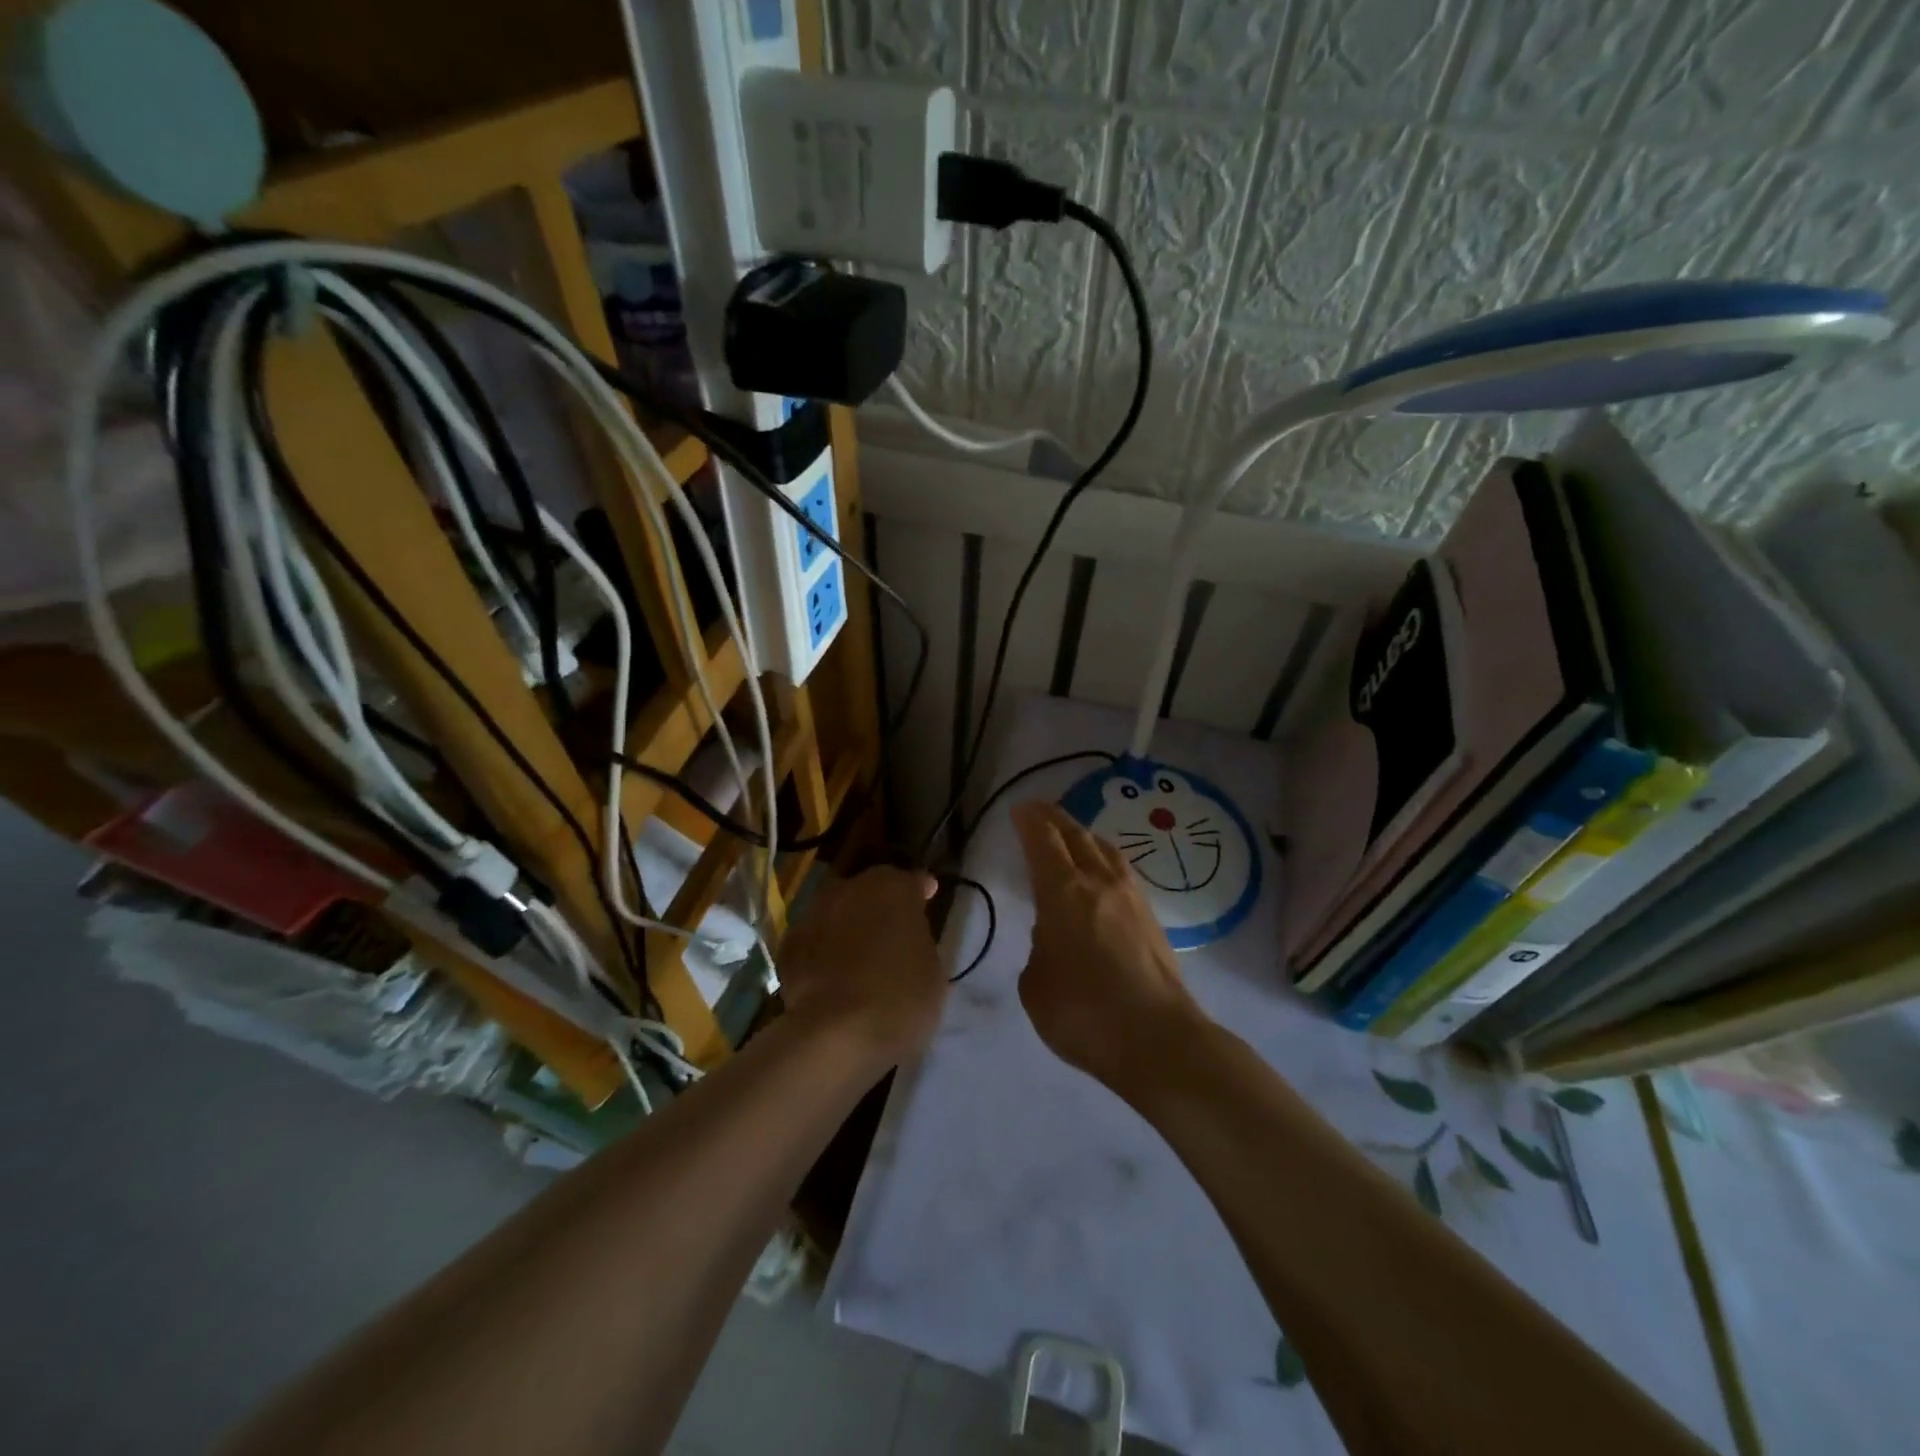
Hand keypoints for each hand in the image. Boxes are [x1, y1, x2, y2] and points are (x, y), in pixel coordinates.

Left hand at [778, 866, 945, 1062]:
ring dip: (848, 925)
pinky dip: (823, 950)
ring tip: (858, 952)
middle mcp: (850, 889)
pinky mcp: (788, 945)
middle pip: (869, 890)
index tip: (928, 896)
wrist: (835, 1033)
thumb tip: (907, 937)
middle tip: (891, 928)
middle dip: (879, 904)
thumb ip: (918, 941)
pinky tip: (831, 974)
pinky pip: (815, 940)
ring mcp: (814, 914)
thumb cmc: (899, 998)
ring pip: (838, 911)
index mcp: (893, 888)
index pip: (911, 881)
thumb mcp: (932, 970)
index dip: (920, 890)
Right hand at [1011, 800, 1207, 1090]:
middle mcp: (1099, 882)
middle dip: (1054, 818)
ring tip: (1072, 837)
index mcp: (1063, 892)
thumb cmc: (1084, 1013)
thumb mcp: (1036, 984)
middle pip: (1076, 835)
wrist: (1158, 1039)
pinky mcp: (1152, 918)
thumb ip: (1040, 948)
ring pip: (1106, 850)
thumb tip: (1055, 934)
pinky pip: (1122, 872)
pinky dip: (1104, 860)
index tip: (1019, 809)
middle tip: (1038, 811)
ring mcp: (1132, 898)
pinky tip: (1102, 875)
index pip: (1043, 840)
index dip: (1029, 821)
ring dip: (1084, 836)